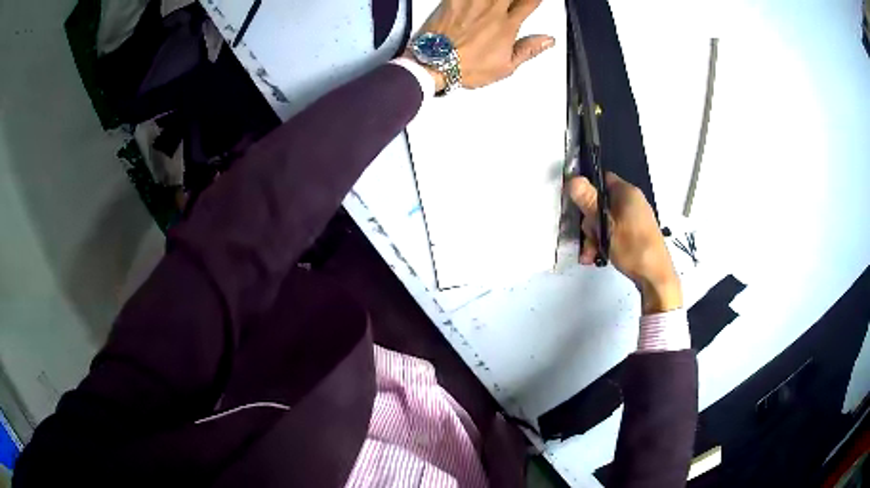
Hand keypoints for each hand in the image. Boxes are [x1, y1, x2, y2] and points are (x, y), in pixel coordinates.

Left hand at [408, 0, 554, 89]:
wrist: (434, 63)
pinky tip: (479, 1)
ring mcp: (472, 2)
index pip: (530, 2)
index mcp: (507, 24)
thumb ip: (528, 50)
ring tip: (499, 3)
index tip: (535, 0)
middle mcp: (492, 9)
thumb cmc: (466, 66)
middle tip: (516, 2)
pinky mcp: (453, 0)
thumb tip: (548, 41)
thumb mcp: (505, 66)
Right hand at [570, 173, 682, 314]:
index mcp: (627, 193)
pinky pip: (613, 231)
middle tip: (586, 238)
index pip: (601, 179)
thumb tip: (573, 179)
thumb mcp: (606, 224)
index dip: (586, 189)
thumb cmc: (632, 248)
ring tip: (589, 254)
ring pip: (605, 220)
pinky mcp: (635, 233)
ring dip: (593, 236)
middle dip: (588, 222)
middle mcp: (631, 201)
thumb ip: (588, 202)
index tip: (575, 204)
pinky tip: (596, 256)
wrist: (655, 276)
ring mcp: (634, 218)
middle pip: (600, 203)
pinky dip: (604, 242)